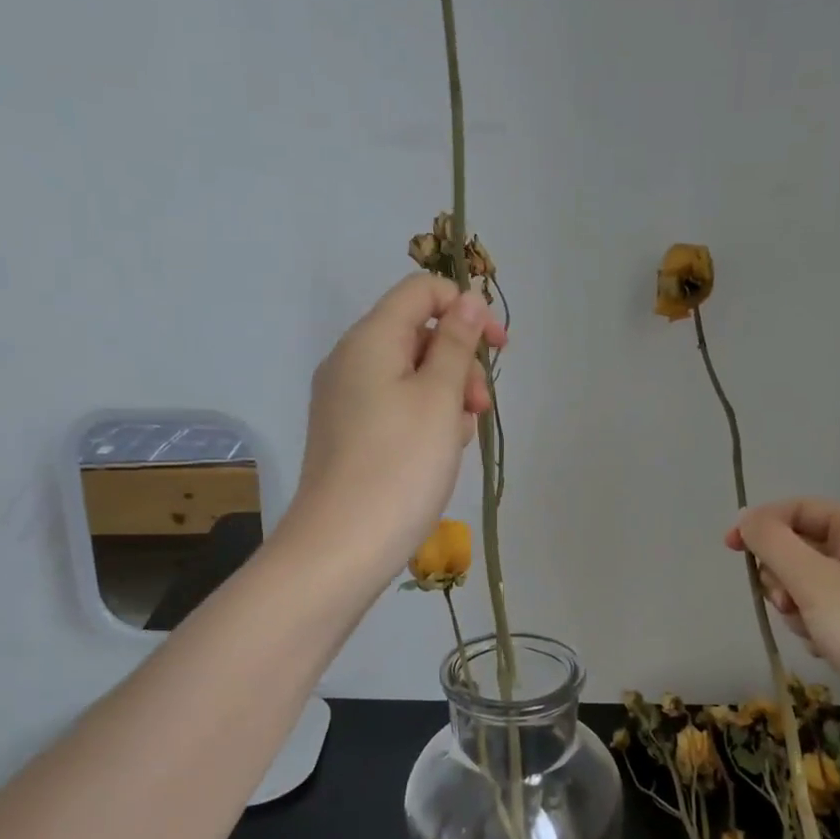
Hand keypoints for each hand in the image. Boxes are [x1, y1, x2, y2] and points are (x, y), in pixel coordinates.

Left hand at [286, 274, 504, 580]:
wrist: (342, 547)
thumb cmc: (400, 465)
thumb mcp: (440, 397)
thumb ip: (457, 343)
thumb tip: (467, 299)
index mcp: (370, 339)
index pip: (421, 291)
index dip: (465, 307)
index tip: (497, 347)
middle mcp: (350, 360)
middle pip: (418, 334)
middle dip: (460, 362)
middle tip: (479, 409)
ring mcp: (344, 399)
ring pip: (410, 374)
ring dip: (446, 396)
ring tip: (457, 441)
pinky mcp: (347, 432)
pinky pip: (394, 406)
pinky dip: (423, 419)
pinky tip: (437, 455)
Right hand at [728, 499, 839, 762]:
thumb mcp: (813, 580)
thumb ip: (772, 542)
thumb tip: (747, 517)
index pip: (795, 509)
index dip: (760, 524)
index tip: (730, 550)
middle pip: (798, 547)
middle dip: (782, 575)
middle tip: (789, 603)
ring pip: (806, 584)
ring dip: (796, 607)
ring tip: (814, 632)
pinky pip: (824, 613)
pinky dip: (815, 628)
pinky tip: (827, 650)